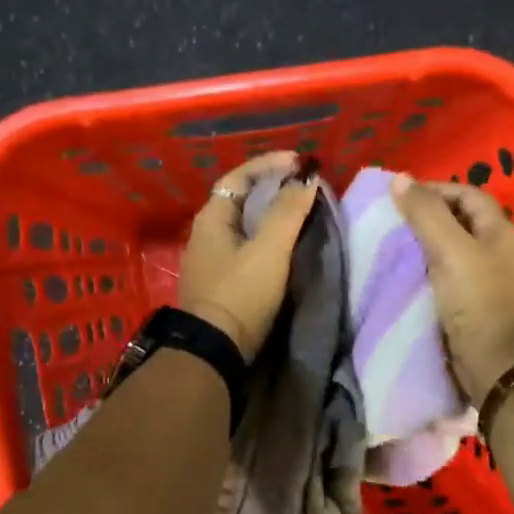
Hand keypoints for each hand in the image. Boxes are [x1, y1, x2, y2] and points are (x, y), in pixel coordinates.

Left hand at [176, 152, 318, 360]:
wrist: (213, 351)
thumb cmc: (240, 293)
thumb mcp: (269, 249)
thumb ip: (288, 212)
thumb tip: (307, 178)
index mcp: (212, 218)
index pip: (240, 175)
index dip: (270, 164)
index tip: (301, 163)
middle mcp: (206, 234)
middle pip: (241, 199)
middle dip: (273, 188)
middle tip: (304, 187)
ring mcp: (211, 260)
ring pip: (244, 225)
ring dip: (271, 215)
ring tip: (301, 213)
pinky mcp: (220, 284)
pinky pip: (246, 248)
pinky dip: (267, 239)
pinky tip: (286, 247)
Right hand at [391, 174, 513, 407]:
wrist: (496, 361)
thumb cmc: (477, 299)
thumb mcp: (450, 249)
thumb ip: (425, 214)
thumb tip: (399, 178)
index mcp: (499, 230)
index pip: (467, 194)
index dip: (435, 189)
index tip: (400, 196)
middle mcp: (496, 249)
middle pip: (460, 220)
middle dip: (427, 216)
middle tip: (393, 221)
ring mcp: (486, 278)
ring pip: (451, 249)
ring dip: (424, 245)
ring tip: (393, 245)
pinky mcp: (473, 303)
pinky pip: (447, 276)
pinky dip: (426, 271)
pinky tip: (405, 275)